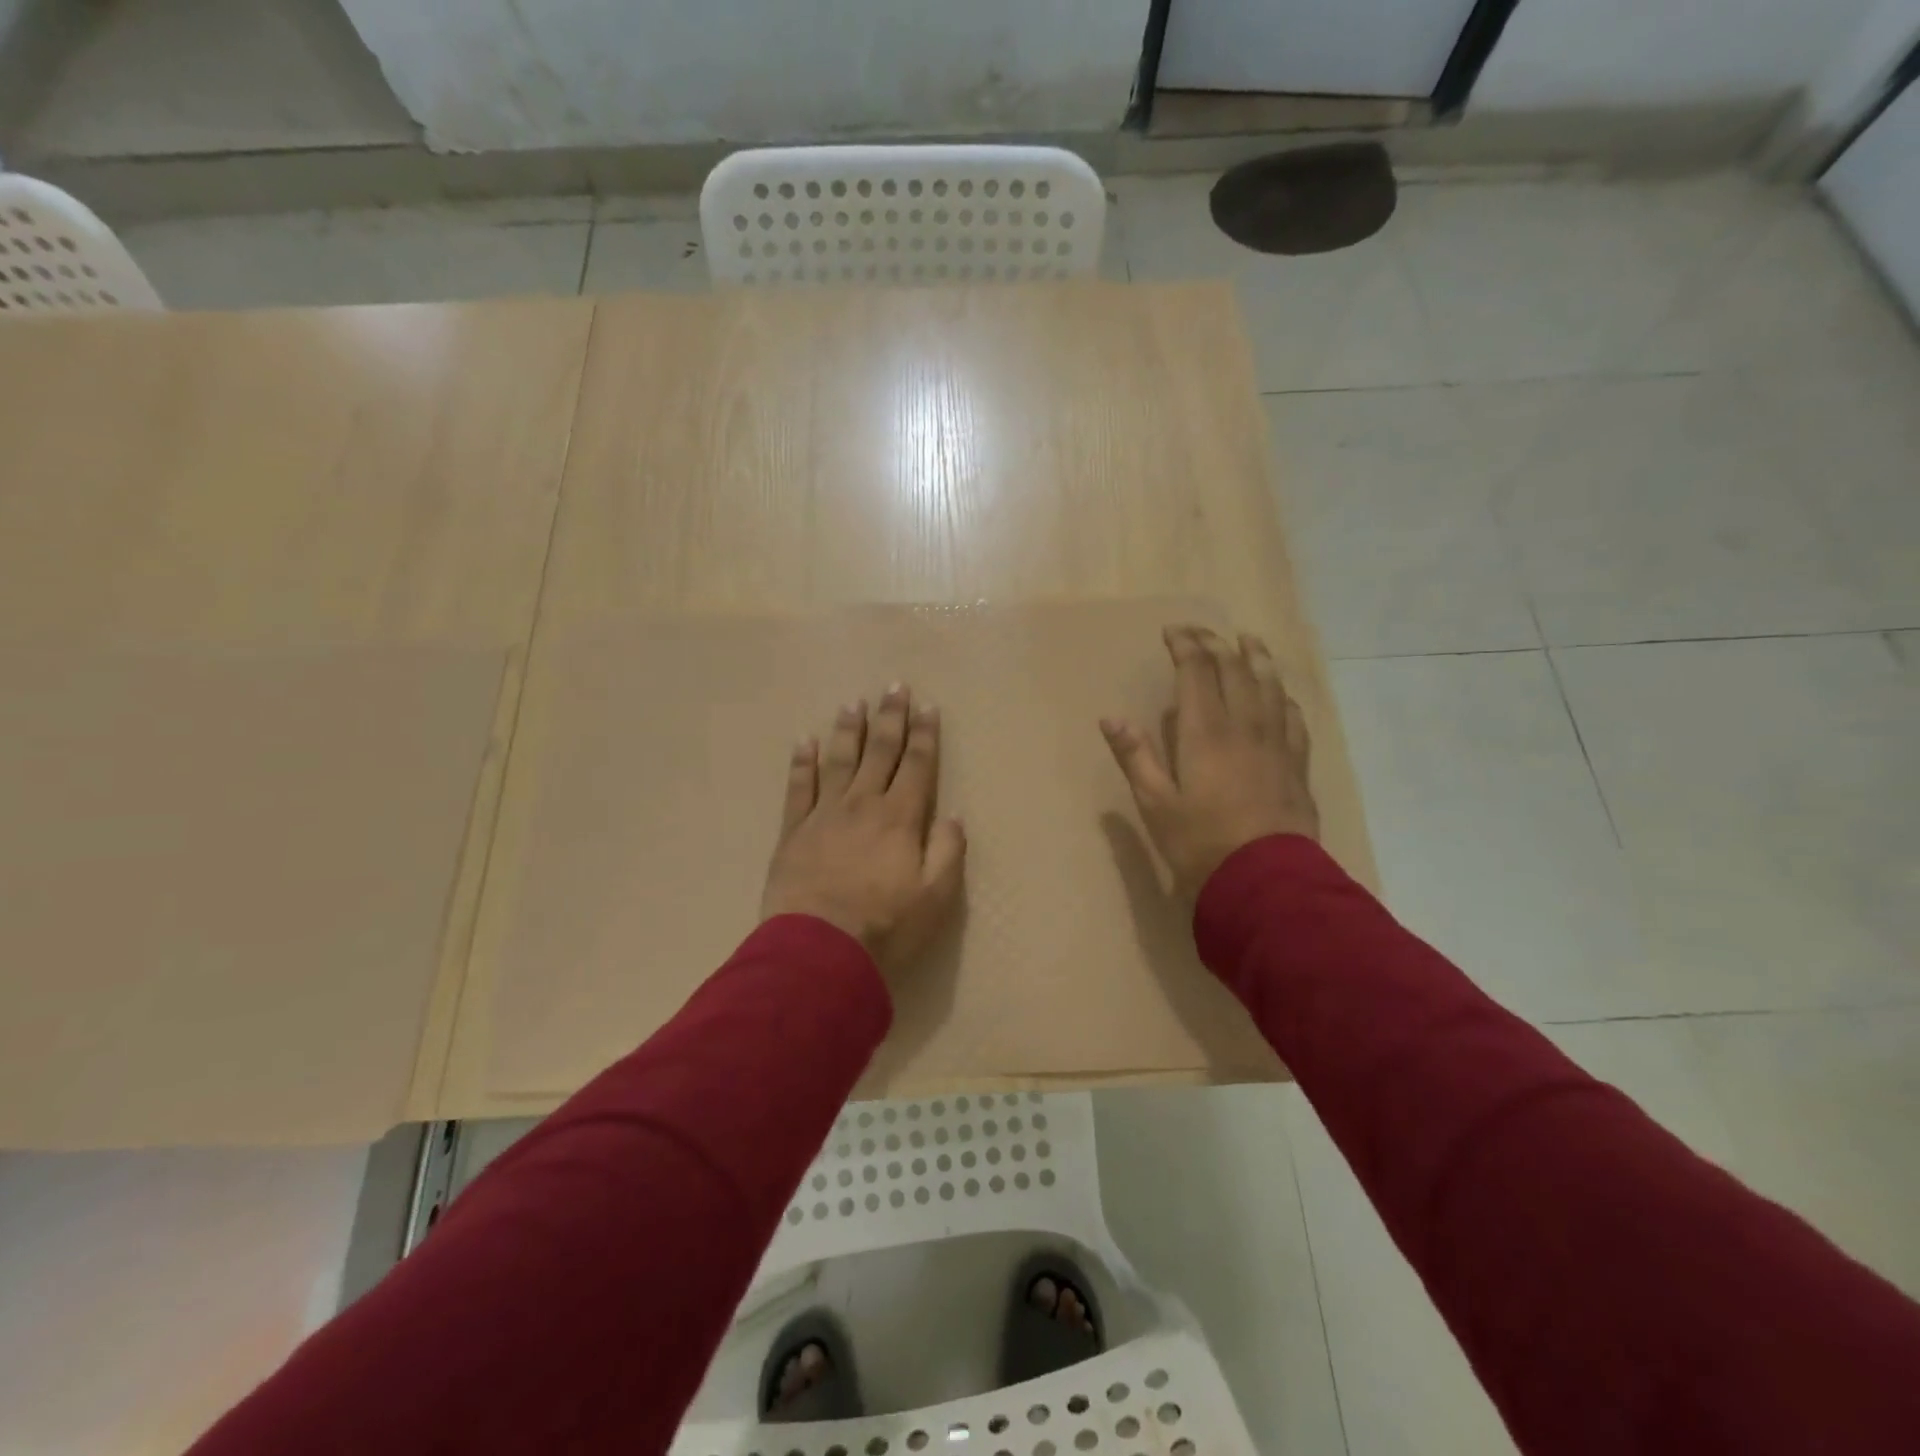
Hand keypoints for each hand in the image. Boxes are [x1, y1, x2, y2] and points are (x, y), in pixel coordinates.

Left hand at [761, 684, 966, 974]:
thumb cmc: (885, 927)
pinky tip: (804, 743)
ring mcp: (823, 815)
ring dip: (848, 730)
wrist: (818, 952)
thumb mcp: (935, 897)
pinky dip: (802, 763)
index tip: (928, 706)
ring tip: (853, 704)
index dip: (924, 735)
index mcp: (900, 818)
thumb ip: (947, 852)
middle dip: (890, 718)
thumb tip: (953, 815)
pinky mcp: (793, 832)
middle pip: (879, 752)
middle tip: (894, 687)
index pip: (917, 765)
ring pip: (838, 761)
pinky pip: (798, 788)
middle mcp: (862, 805)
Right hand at [1101, 625, 1318, 897]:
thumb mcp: (1155, 803)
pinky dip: (1283, 696)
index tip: (1173, 632)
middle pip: (1235, 670)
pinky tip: (1281, 695)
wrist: (1266, 881)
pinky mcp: (1296, 764)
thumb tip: (1110, 717)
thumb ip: (1134, 756)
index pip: (1197, 671)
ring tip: (1249, 640)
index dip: (1186, 646)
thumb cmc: (1200, 843)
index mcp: (1205, 731)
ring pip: (1270, 685)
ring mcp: (1276, 743)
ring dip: (1257, 658)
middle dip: (1216, 644)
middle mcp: (1244, 726)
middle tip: (1201, 632)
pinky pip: (1293, 717)